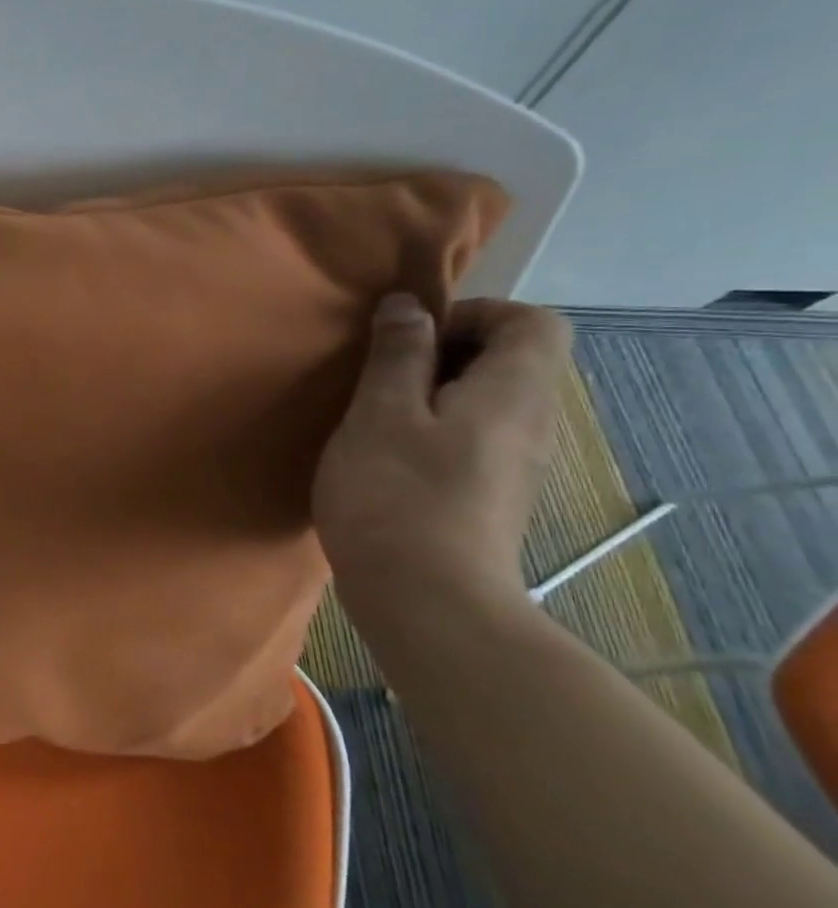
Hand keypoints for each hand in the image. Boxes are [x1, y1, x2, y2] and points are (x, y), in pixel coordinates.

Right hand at [312, 294, 571, 614]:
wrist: (427, 601)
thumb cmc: (397, 496)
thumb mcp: (381, 414)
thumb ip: (398, 355)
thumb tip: (408, 306)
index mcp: (514, 392)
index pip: (532, 321)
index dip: (473, 314)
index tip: (411, 339)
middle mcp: (531, 423)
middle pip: (512, 360)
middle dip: (445, 353)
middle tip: (382, 377)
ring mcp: (516, 465)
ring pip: (487, 402)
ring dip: (432, 394)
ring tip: (376, 416)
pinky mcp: (491, 496)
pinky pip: (474, 438)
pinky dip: (434, 430)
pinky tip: (388, 458)